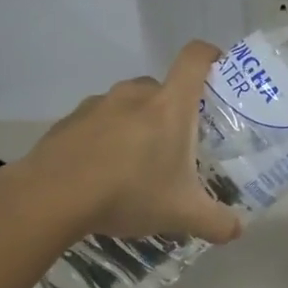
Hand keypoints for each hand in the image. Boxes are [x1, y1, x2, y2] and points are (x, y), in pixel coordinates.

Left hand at [13, 41, 241, 244]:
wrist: (50, 197)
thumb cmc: (129, 192)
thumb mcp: (182, 214)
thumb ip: (217, 222)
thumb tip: (238, 231)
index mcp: (169, 105)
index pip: (195, 58)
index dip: (211, 56)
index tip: (219, 71)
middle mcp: (135, 94)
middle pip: (162, 87)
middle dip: (174, 110)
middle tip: (179, 144)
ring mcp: (98, 105)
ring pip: (128, 104)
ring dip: (138, 124)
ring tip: (138, 163)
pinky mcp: (69, 121)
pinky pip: (98, 122)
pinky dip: (106, 139)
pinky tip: (102, 173)